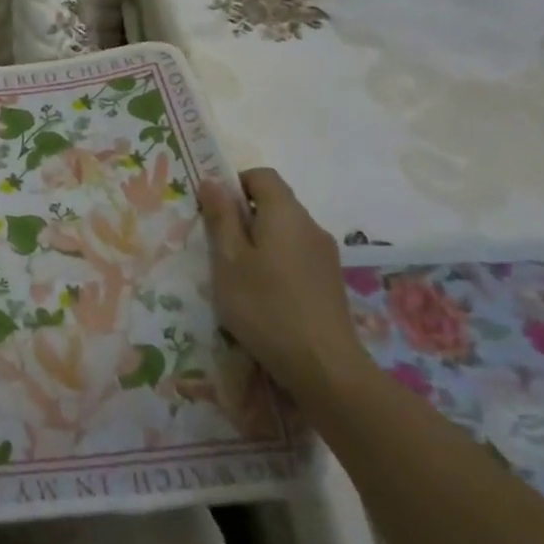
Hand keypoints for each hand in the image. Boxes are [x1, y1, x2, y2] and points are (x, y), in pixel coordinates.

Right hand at [199, 168, 369, 401]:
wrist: (325, 367)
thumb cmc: (266, 307)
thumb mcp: (228, 260)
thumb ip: (221, 217)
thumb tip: (212, 181)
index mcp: (285, 213)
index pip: (262, 175)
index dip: (234, 184)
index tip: (214, 210)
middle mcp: (310, 226)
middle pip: (274, 203)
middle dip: (244, 216)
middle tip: (219, 247)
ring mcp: (326, 255)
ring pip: (285, 231)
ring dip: (259, 242)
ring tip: (239, 275)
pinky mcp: (331, 281)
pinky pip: (297, 255)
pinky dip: (277, 262)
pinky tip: (265, 295)